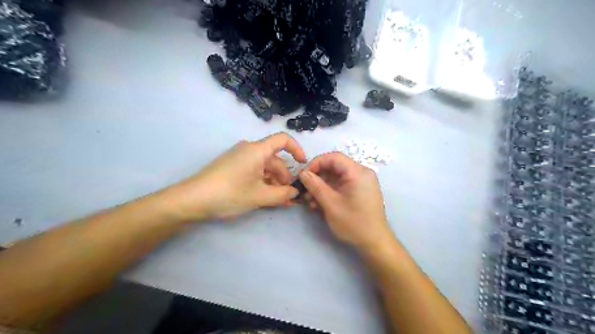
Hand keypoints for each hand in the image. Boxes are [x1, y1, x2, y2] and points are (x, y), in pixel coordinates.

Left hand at [168, 133, 306, 221]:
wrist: (192, 200)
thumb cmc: (229, 193)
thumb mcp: (260, 196)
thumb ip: (283, 194)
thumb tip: (295, 192)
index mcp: (257, 150)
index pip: (283, 140)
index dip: (296, 150)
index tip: (303, 165)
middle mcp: (249, 150)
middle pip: (274, 160)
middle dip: (284, 177)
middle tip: (290, 197)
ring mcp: (240, 159)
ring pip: (265, 168)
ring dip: (274, 184)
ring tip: (280, 202)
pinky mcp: (233, 168)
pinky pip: (254, 172)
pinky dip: (263, 184)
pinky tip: (268, 198)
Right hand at [300, 151, 393, 252]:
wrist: (374, 242)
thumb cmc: (353, 223)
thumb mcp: (330, 204)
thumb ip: (315, 186)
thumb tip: (302, 173)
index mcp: (358, 172)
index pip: (333, 157)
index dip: (315, 163)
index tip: (303, 176)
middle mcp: (361, 173)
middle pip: (334, 167)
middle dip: (317, 178)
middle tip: (305, 191)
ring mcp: (361, 182)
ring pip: (336, 177)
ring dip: (321, 187)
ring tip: (311, 202)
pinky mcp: (359, 190)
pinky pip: (341, 185)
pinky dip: (329, 192)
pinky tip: (320, 204)